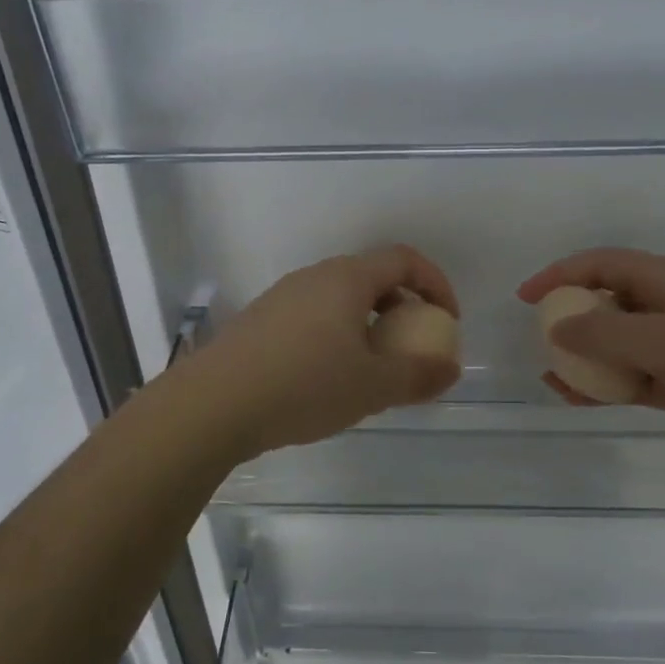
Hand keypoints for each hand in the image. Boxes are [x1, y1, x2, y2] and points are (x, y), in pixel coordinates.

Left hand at [182, 246, 461, 459]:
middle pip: (371, 277)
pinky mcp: (259, 322)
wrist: (214, 404)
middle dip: (401, 308)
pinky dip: (335, 337)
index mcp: (346, 279)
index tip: (447, 321)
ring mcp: (281, 298)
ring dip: (367, 326)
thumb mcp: (372, 386)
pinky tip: (327, 380)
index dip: (435, 284)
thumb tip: (450, 369)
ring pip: (339, 300)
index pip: (404, 260)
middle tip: (411, 347)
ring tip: (371, 370)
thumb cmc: (304, 386)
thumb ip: (418, 376)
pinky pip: (312, 318)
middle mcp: (313, 278)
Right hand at [518, 248, 664, 467]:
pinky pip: (645, 380)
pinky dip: (615, 387)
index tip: (526, 299)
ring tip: (557, 380)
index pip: (606, 265)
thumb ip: (608, 337)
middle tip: (543, 346)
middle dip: (574, 320)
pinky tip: (589, 399)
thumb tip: (557, 328)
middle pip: (613, 304)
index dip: (563, 274)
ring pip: (626, 348)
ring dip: (590, 361)